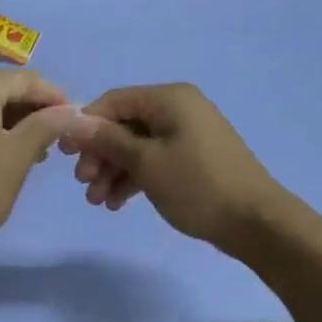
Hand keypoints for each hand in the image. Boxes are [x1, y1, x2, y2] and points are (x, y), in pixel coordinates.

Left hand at [0, 70, 77, 250]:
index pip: (24, 80)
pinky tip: (9, 150)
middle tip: (58, 136)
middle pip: (4, 88)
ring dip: (15, 120)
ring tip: (38, 149)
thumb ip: (47, 125)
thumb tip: (73, 109)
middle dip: (34, 108)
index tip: (76, 118)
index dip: (54, 96)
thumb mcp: (18, 155)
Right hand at [60, 84, 283, 249]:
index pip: (114, 101)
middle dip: (100, 154)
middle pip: (125, 125)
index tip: (64, 154)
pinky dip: (135, 178)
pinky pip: (155, 160)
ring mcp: (188, 134)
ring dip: (114, 171)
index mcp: (169, 98)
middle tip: (83, 184)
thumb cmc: (197, 185)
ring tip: (98, 202)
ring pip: (138, 146)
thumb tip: (72, 122)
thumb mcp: (146, 162)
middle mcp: (178, 109)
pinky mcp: (194, 159)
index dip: (86, 124)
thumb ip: (107, 140)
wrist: (257, 223)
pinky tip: (118, 203)